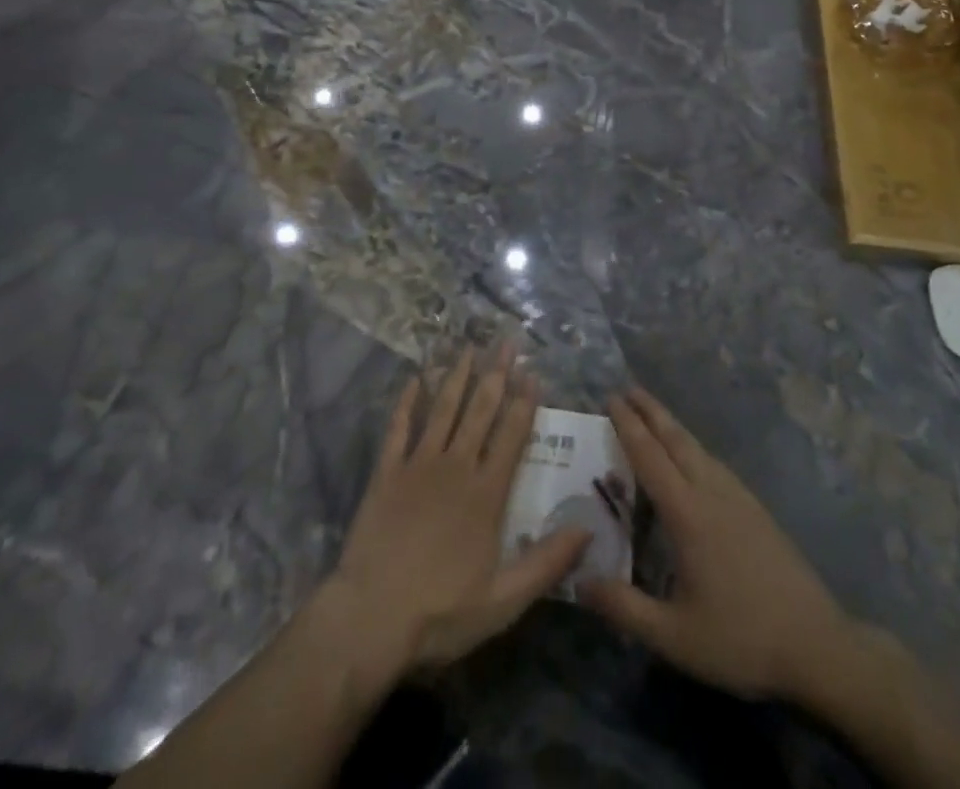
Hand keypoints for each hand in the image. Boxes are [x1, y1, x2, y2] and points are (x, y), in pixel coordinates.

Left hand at [324, 344, 590, 675]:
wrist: (371, 617)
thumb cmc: (441, 612)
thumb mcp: (504, 601)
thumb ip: (546, 562)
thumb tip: (588, 527)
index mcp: (486, 494)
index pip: (511, 436)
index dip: (524, 402)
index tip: (533, 372)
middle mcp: (456, 467)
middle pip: (480, 411)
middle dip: (496, 374)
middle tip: (506, 342)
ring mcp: (418, 465)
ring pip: (442, 409)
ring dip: (457, 376)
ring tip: (469, 347)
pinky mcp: (386, 472)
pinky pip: (399, 428)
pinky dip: (407, 401)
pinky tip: (414, 378)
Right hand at [580, 388, 849, 701]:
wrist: (819, 647)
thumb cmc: (741, 639)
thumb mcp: (674, 636)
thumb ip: (624, 608)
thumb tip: (579, 582)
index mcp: (688, 514)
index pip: (650, 457)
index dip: (628, 426)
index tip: (610, 398)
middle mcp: (712, 493)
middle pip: (676, 439)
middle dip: (650, 411)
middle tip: (627, 389)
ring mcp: (739, 498)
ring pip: (698, 448)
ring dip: (672, 426)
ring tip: (654, 415)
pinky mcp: (757, 510)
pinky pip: (715, 463)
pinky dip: (693, 447)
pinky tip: (694, 459)